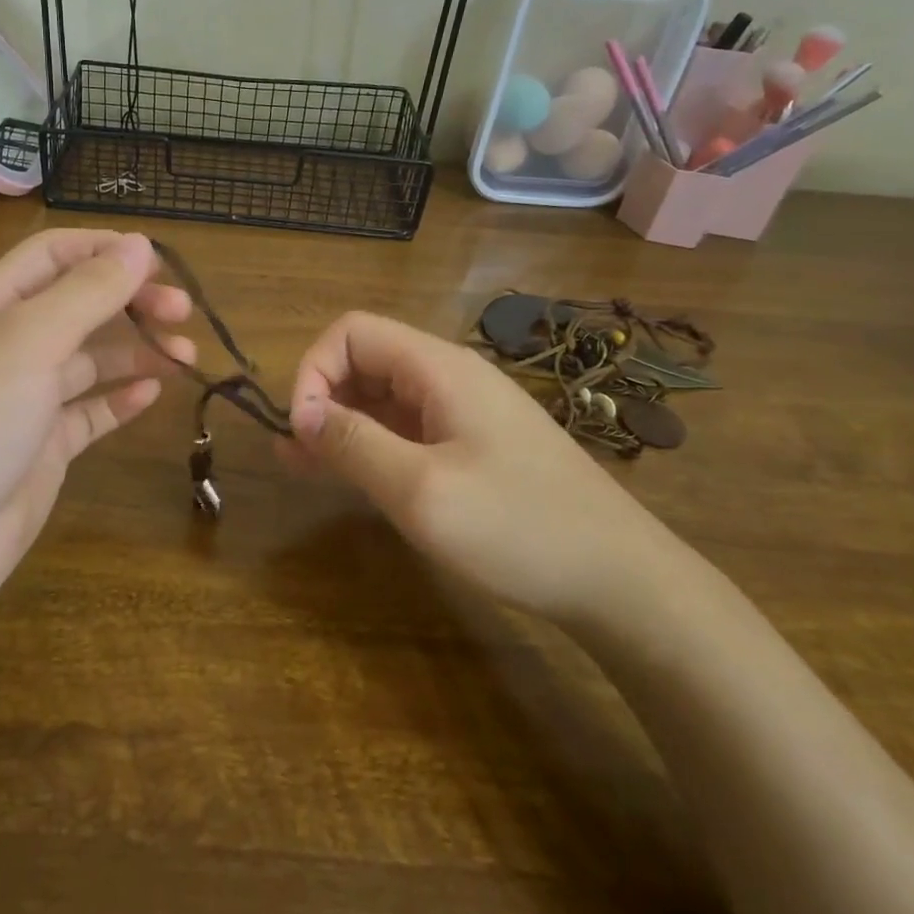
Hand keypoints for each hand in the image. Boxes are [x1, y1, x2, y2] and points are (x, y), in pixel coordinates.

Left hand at [0, 230, 193, 623]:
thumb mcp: (29, 341)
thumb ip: (88, 291)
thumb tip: (140, 244)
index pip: (52, 255)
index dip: (105, 249)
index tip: (160, 262)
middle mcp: (7, 346)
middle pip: (79, 305)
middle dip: (131, 301)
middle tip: (182, 312)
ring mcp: (26, 400)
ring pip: (91, 359)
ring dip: (138, 350)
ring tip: (185, 357)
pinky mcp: (44, 447)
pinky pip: (90, 412)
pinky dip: (121, 398)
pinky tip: (154, 394)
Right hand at [284, 312, 671, 620]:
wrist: (622, 581)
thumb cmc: (518, 527)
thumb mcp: (421, 489)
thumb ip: (353, 443)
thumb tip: (299, 413)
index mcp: (439, 368)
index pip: (352, 333)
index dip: (313, 370)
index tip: (300, 429)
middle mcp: (450, 377)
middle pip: (366, 361)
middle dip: (321, 398)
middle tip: (292, 453)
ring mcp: (466, 413)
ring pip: (384, 398)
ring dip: (340, 424)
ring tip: (301, 465)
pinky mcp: (475, 446)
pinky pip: (408, 430)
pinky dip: (372, 445)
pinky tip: (351, 476)